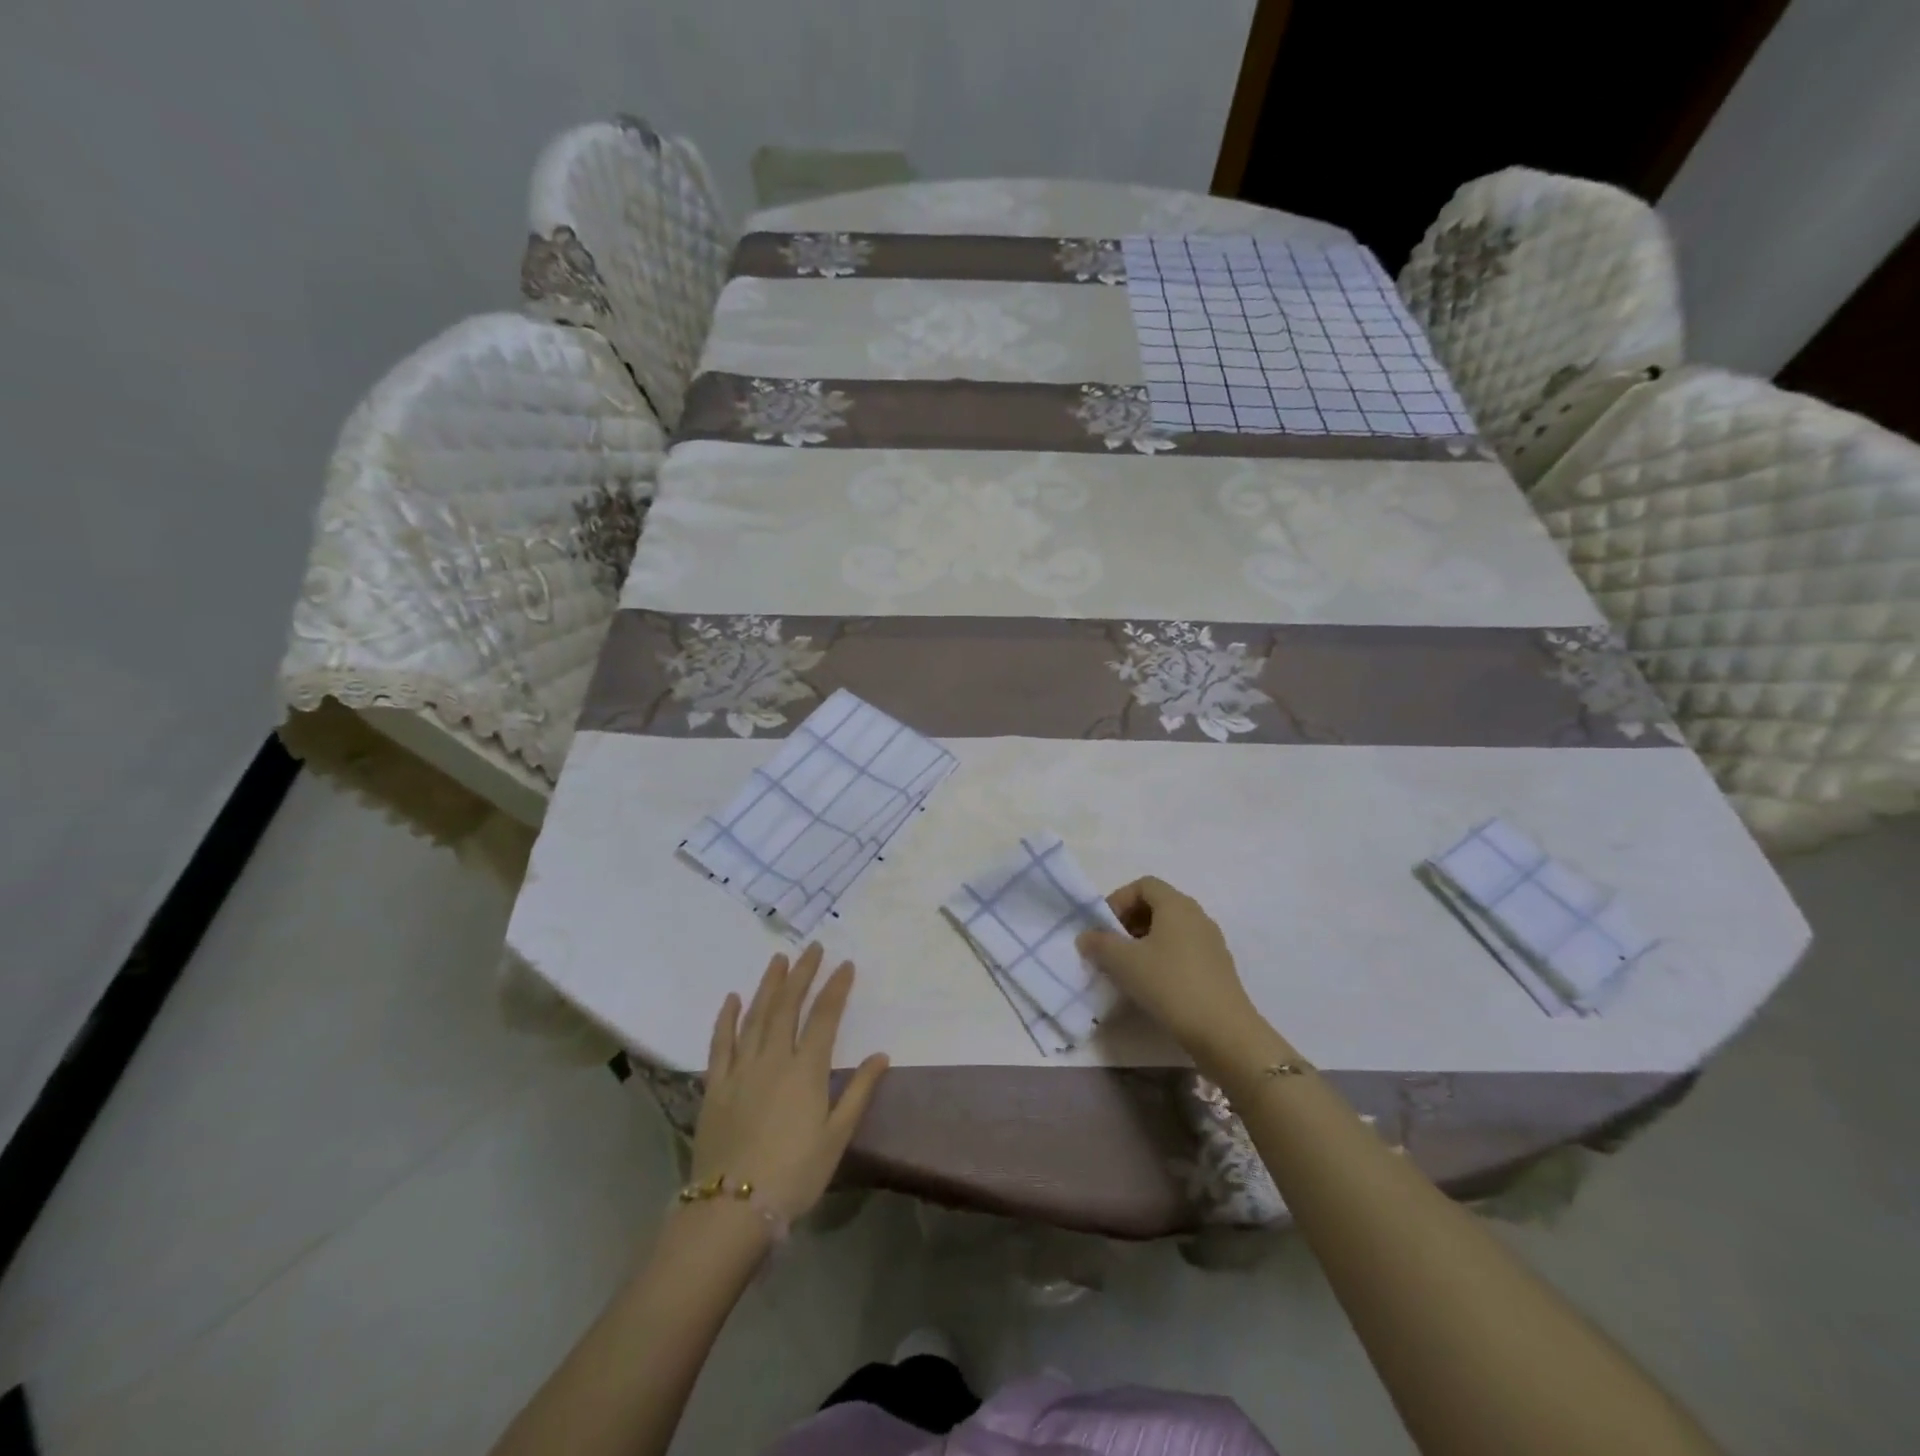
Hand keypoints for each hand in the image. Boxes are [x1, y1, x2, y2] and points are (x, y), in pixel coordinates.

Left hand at [690, 943, 888, 1220]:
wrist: (732, 1209)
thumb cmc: (794, 1174)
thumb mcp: (836, 1137)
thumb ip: (858, 1092)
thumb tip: (881, 1055)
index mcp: (806, 1070)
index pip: (825, 1017)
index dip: (836, 988)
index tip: (845, 964)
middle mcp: (773, 1058)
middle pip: (788, 1006)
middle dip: (802, 974)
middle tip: (812, 949)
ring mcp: (740, 1069)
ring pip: (756, 1016)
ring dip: (768, 985)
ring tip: (778, 960)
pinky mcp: (715, 1086)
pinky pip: (720, 1043)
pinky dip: (726, 1018)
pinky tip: (732, 999)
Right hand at [1077, 876, 1267, 1064]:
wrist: (1223, 1032)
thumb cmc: (1170, 985)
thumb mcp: (1124, 963)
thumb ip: (1099, 944)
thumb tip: (1086, 937)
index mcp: (1176, 905)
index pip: (1144, 885)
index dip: (1119, 899)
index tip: (1104, 926)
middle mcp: (1197, 916)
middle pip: (1158, 905)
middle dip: (1129, 921)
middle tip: (1112, 947)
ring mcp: (1211, 942)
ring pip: (1171, 930)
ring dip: (1145, 942)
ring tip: (1129, 968)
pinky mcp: (1218, 968)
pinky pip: (1184, 950)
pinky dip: (1164, 958)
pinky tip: (1153, 985)